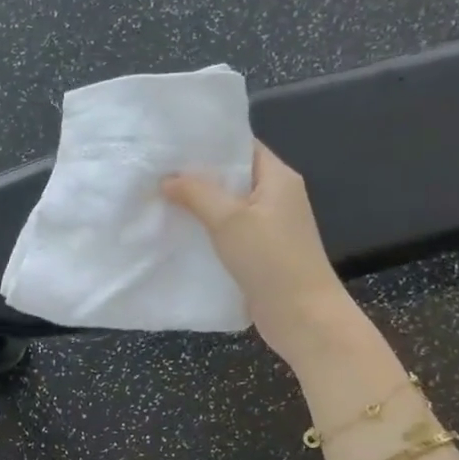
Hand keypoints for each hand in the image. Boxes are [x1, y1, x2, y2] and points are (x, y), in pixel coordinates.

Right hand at [163, 142, 365, 369]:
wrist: (303, 317)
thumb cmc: (271, 260)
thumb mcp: (229, 220)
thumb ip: (196, 193)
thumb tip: (167, 178)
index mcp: (278, 177)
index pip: (241, 145)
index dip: (208, 142)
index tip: (170, 142)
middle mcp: (276, 196)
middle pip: (232, 175)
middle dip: (196, 174)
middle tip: (155, 170)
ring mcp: (269, 225)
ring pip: (227, 205)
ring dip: (198, 203)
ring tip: (158, 197)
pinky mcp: (260, 251)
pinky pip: (228, 230)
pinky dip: (206, 228)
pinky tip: (177, 230)